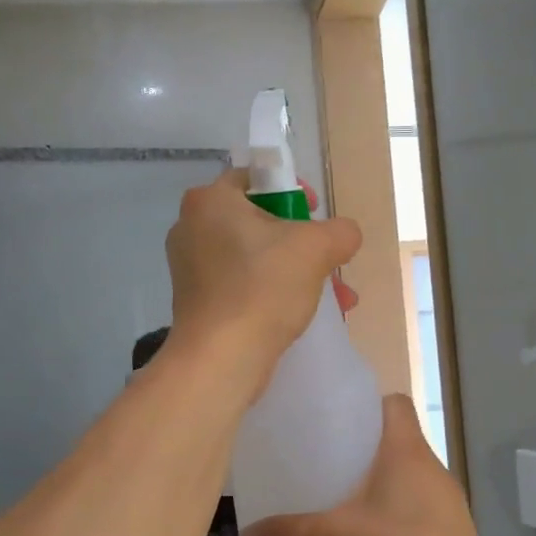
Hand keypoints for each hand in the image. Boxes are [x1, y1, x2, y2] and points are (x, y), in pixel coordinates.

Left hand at [165, 168, 360, 386]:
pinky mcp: (198, 303)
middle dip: (302, 243)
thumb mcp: (316, 248)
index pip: (255, 178)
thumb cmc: (263, 288)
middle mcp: (191, 229)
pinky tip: (304, 315)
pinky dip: (272, 294)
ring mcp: (190, 269)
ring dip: (295, 273)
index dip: (292, 191)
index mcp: (209, 201)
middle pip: (258, 221)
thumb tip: (344, 235)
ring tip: (334, 297)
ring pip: (255, 259)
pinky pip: (243, 287)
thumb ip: (340, 231)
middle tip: (328, 261)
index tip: (315, 216)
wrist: (221, 358)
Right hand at [241, 395, 492, 535]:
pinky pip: (413, 517)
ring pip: (405, 482)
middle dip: (361, 450)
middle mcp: (431, 470)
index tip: (334, 419)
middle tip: (323, 463)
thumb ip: (286, 534)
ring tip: (338, 505)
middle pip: (395, 442)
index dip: (367, 404)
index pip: (395, 404)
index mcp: (407, 451)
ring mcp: (444, 507)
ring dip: (377, 489)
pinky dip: (390, 522)